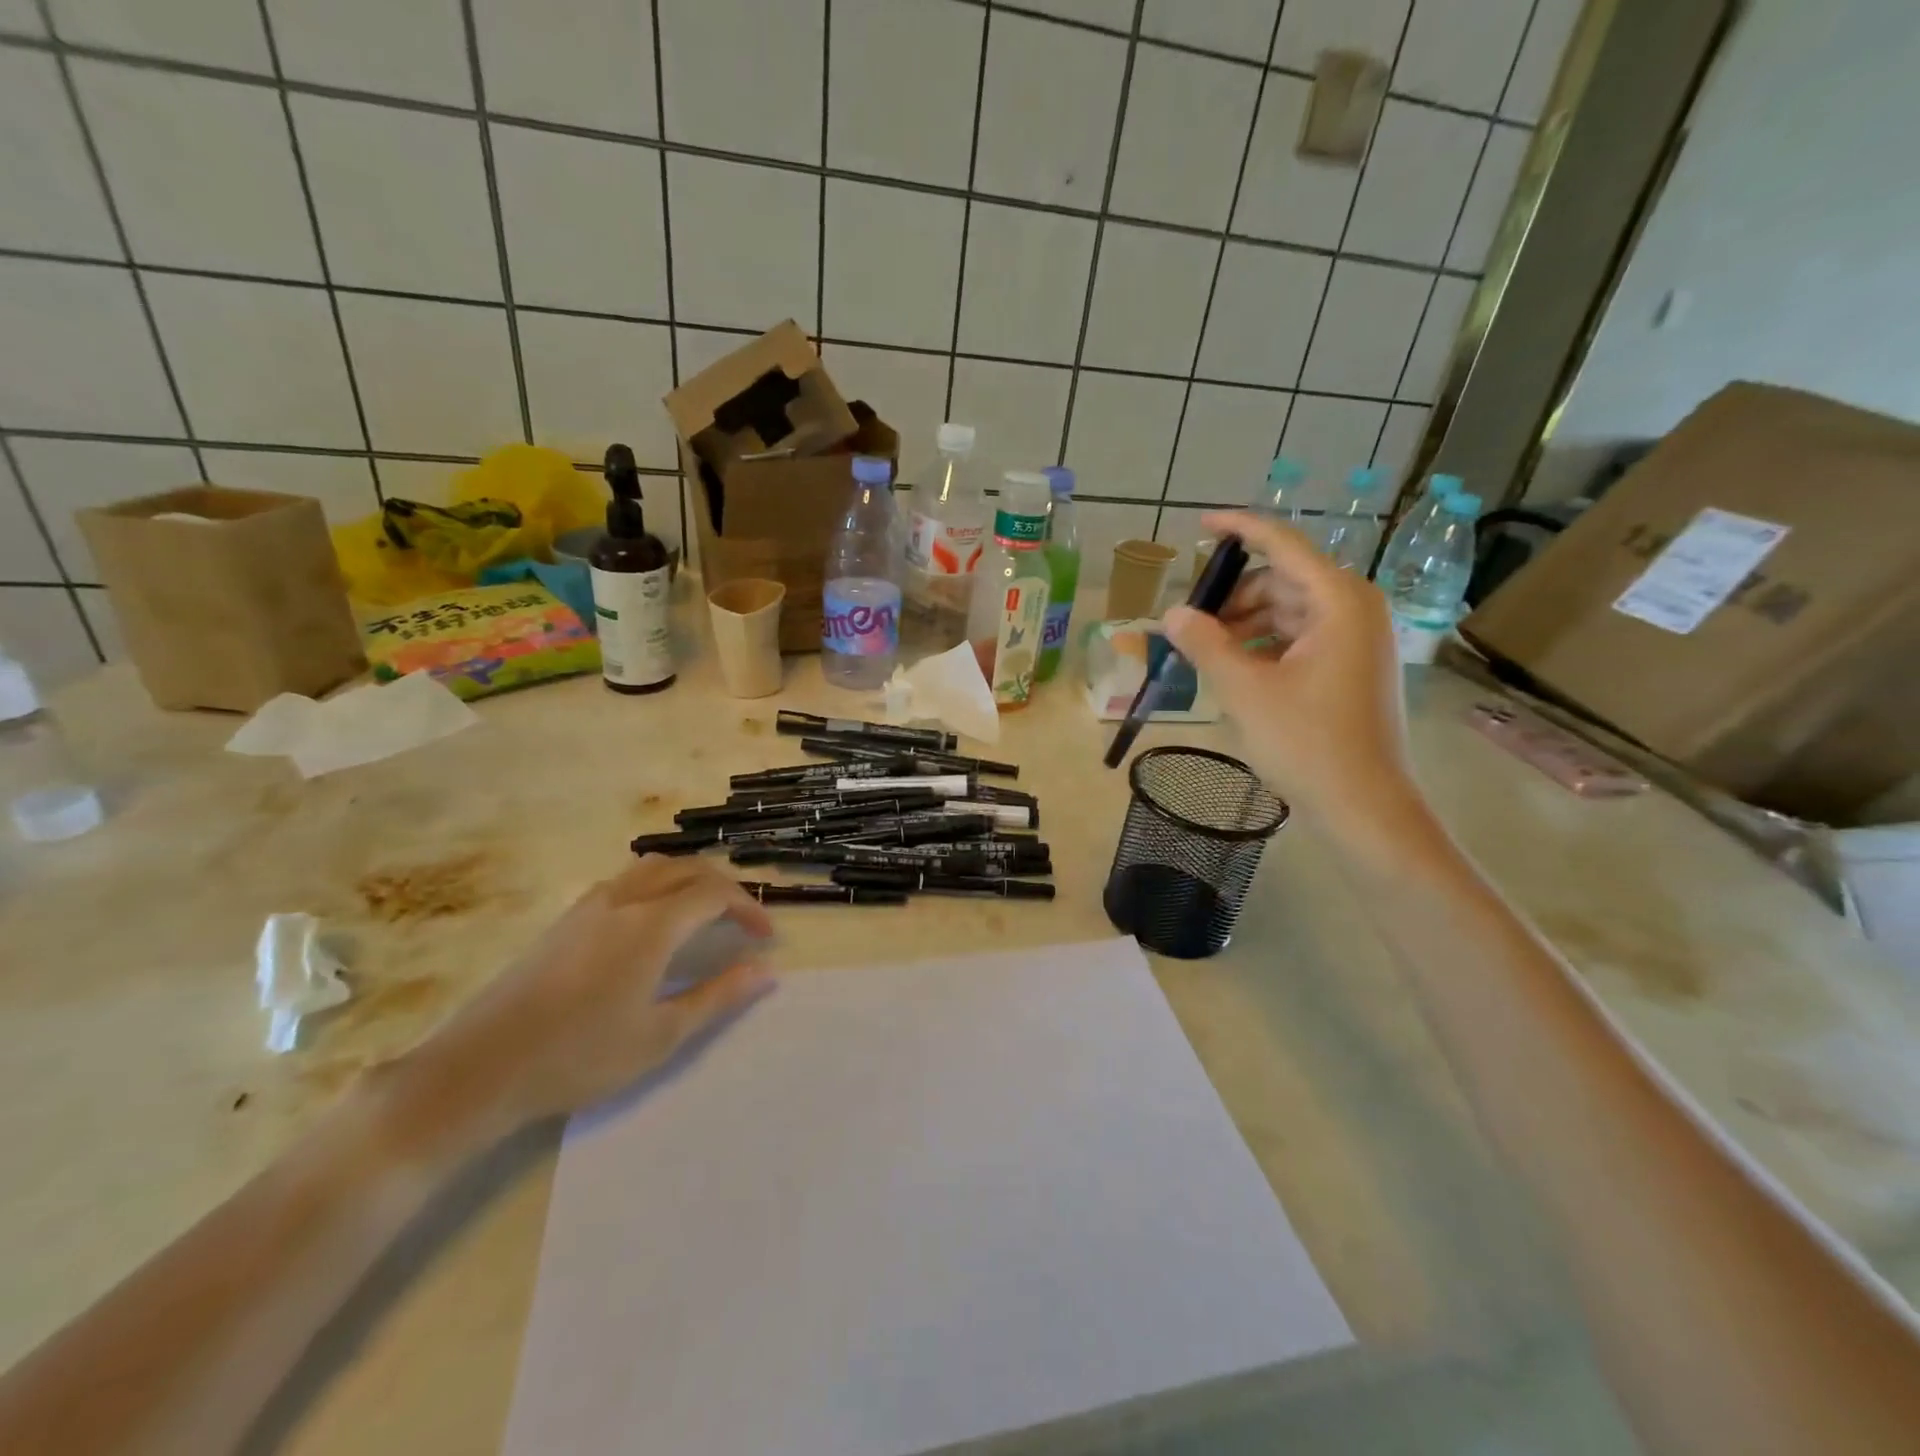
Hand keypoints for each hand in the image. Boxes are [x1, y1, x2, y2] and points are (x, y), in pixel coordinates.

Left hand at [393, 856, 774, 1143]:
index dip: (749, 908)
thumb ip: (718, 996)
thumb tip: (765, 971)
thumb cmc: (580, 1056)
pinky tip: (654, 924)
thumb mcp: (661, 1035)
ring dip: (689, 879)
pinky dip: (658, 885)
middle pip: (687, 868)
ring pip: (654, 867)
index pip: (715, 894)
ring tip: (705, 913)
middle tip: (743, 921)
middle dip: (724, 888)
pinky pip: (627, 880)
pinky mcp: (566, 918)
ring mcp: (590, 904)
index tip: (766, 936)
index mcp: (652, 924)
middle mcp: (624, 899)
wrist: (479, 1068)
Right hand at [1163, 511, 1418, 836]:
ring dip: (1245, 623)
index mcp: (1339, 601)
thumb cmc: (1307, 744)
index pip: (1284, 545)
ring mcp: (1358, 640)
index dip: (1240, 529)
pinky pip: (1301, 638)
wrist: (1365, 807)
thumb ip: (1205, 644)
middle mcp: (1355, 609)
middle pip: (1283, 581)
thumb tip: (1173, 614)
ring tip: (1206, 651)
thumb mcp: (1244, 691)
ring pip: (1289, 611)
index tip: (1200, 523)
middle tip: (1190, 623)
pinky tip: (1236, 668)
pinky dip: (1265, 645)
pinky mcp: (1352, 667)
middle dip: (1235, 596)